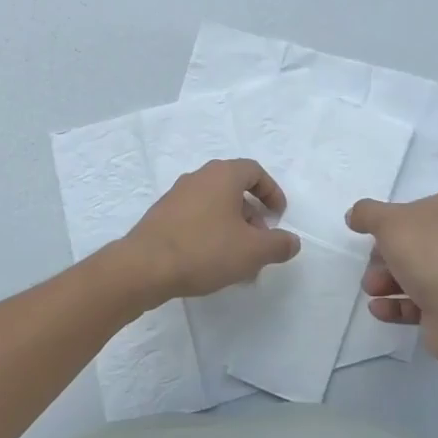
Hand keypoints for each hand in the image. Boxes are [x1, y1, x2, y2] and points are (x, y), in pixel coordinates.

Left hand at [116, 159, 298, 303]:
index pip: (254, 171)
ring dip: (233, 229)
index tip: (279, 217)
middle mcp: (199, 177)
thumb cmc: (204, 250)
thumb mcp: (252, 251)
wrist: (145, 266)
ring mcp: (177, 195)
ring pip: (215, 206)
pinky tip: (213, 264)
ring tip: (239, 263)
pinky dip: (211, 234)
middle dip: (253, 217)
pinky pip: (196, 218)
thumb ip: (278, 244)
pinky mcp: (162, 215)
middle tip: (260, 244)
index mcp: (222, 175)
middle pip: (234, 189)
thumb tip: (292, 241)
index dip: (272, 192)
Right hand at [347, 191, 437, 367]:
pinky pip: (422, 301)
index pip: (416, 209)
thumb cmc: (428, 253)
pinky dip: (398, 304)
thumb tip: (354, 215)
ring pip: (416, 273)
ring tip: (372, 291)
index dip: (391, 223)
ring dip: (386, 281)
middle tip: (370, 270)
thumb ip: (367, 213)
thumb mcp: (388, 221)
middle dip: (383, 259)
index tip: (373, 236)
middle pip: (413, 244)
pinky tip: (379, 309)